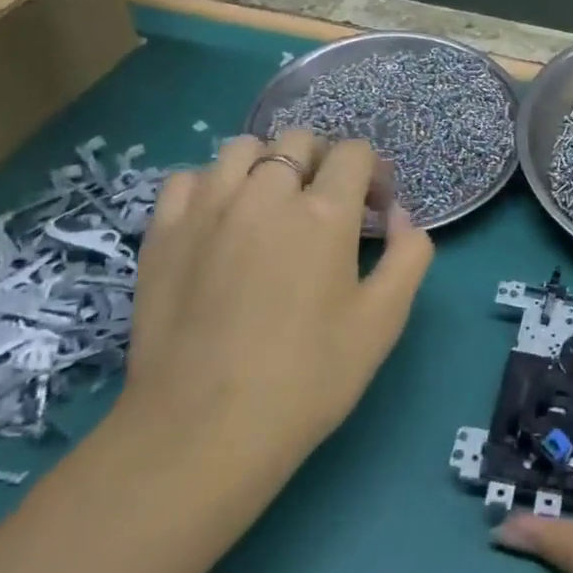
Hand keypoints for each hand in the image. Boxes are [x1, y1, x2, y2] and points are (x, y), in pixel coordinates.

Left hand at [116, 129, 432, 490]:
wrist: (202, 432)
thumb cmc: (308, 377)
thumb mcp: (385, 319)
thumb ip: (409, 254)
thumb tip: (400, 216)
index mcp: (325, 213)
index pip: (355, 152)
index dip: (374, 174)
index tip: (375, 212)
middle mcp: (266, 195)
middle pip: (299, 140)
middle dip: (325, 162)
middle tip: (328, 208)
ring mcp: (207, 209)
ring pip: (242, 148)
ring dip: (268, 165)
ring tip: (272, 206)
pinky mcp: (163, 234)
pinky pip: (189, 178)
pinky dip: (213, 185)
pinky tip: (222, 220)